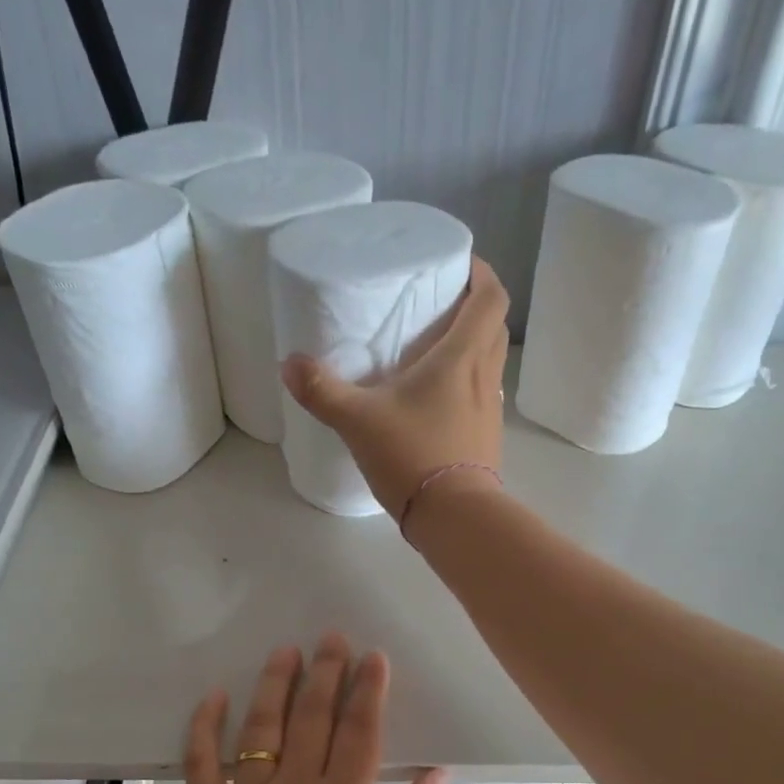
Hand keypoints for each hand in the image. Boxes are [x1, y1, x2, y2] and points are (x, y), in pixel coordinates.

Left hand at [175, 634, 446, 783]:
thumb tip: (438, 774)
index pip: (360, 734)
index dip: (369, 691)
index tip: (374, 656)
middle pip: (312, 720)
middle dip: (325, 674)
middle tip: (331, 637)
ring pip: (260, 731)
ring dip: (273, 686)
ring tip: (284, 652)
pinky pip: (200, 767)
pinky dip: (203, 729)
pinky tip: (212, 698)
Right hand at [281, 256, 509, 529]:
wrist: (454, 517)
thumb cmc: (413, 456)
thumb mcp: (358, 421)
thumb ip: (322, 390)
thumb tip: (289, 365)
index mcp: (462, 358)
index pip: (490, 298)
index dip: (481, 274)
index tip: (459, 266)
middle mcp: (485, 376)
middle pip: (493, 325)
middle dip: (474, 306)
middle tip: (441, 303)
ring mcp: (490, 410)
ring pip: (491, 361)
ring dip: (473, 345)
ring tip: (436, 348)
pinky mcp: (486, 438)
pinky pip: (482, 394)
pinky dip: (468, 383)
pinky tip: (437, 399)